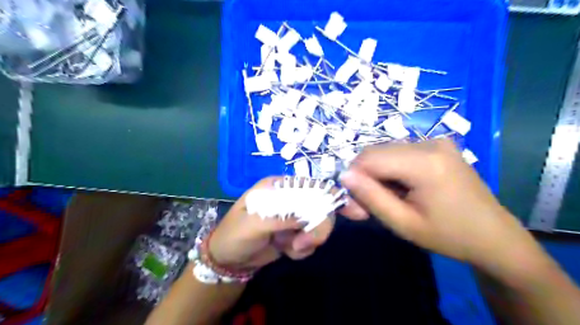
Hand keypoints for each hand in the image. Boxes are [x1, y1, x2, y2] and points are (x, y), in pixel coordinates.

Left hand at [208, 177, 366, 269]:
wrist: (229, 260)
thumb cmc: (235, 235)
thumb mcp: (254, 224)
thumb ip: (283, 216)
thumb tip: (313, 213)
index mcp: (279, 187)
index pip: (311, 186)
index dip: (333, 196)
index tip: (355, 212)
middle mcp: (289, 198)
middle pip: (321, 207)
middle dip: (317, 228)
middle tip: (302, 244)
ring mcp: (294, 216)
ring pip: (318, 226)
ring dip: (308, 241)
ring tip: (289, 248)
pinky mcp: (295, 233)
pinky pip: (311, 240)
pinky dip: (303, 250)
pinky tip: (287, 251)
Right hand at [340, 140, 544, 274]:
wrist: (495, 236)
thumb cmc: (449, 236)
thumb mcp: (403, 223)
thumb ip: (370, 197)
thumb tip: (343, 175)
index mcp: (425, 162)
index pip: (369, 158)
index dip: (354, 177)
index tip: (354, 202)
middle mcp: (429, 142)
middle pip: (376, 152)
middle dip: (364, 176)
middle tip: (366, 205)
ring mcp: (436, 141)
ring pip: (385, 152)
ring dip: (377, 174)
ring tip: (386, 199)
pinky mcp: (437, 145)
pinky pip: (399, 152)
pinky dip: (391, 170)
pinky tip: (401, 188)